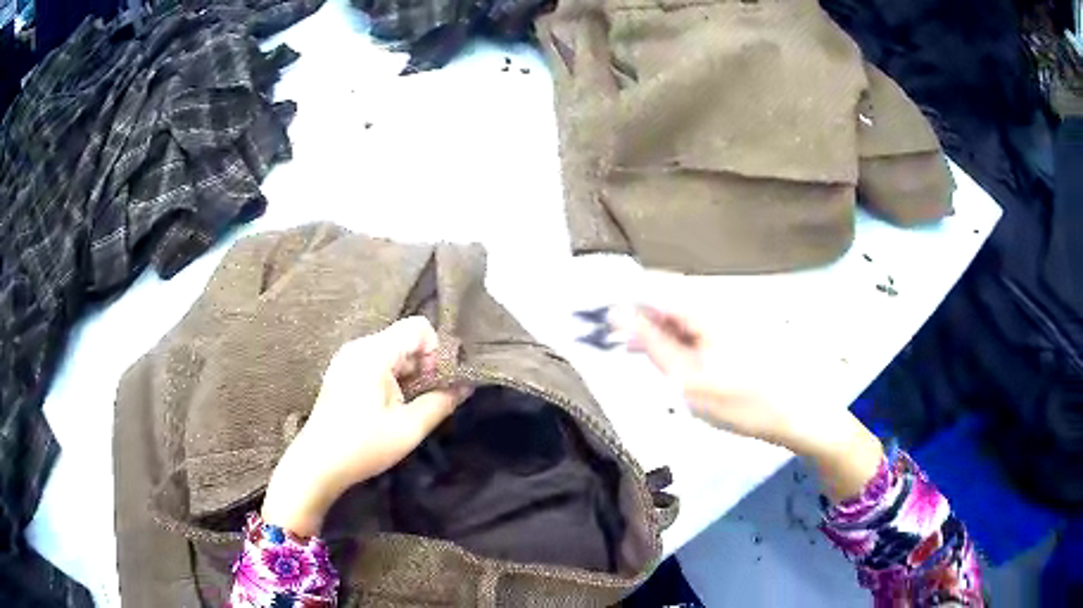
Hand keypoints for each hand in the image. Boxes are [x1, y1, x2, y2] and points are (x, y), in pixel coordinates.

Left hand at [261, 317, 472, 535]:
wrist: (318, 463)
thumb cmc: (363, 446)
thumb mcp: (409, 428)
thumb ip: (441, 403)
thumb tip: (465, 387)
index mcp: (373, 353)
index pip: (418, 327)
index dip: (435, 350)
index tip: (434, 383)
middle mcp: (359, 346)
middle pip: (404, 338)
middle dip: (423, 365)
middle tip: (425, 399)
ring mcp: (347, 358)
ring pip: (392, 351)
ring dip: (408, 373)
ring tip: (407, 406)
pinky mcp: (343, 371)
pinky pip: (376, 361)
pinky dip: (391, 377)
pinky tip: (388, 407)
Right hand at [611, 305, 811, 448]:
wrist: (793, 412)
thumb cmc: (740, 400)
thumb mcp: (687, 379)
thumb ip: (651, 344)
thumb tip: (618, 316)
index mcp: (702, 305)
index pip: (647, 287)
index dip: (620, 302)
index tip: (597, 325)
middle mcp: (712, 299)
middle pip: (662, 297)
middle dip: (636, 320)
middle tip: (619, 350)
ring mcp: (724, 312)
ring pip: (676, 313)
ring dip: (655, 332)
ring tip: (641, 359)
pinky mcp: (731, 327)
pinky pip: (692, 325)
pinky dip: (675, 339)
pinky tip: (671, 361)